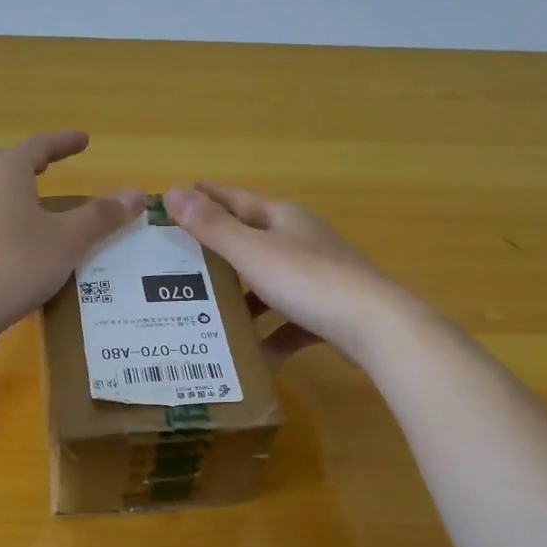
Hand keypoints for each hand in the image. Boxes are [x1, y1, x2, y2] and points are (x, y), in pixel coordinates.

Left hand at [0, 133, 143, 344]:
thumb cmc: (16, 264)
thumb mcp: (68, 240)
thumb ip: (102, 216)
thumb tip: (136, 194)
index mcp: (6, 173)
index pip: (38, 146)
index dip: (64, 142)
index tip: (84, 140)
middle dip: (25, 161)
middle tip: (46, 167)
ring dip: (14, 192)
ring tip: (41, 210)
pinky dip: (6, 221)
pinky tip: (22, 245)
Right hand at [162, 182, 413, 365]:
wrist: (373, 326)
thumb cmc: (307, 280)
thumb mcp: (252, 252)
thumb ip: (212, 226)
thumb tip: (173, 191)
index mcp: (282, 218)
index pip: (235, 198)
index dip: (205, 197)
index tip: (173, 199)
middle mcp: (300, 240)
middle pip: (250, 240)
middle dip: (216, 250)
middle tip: (177, 261)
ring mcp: (316, 276)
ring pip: (267, 283)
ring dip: (240, 298)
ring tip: (205, 312)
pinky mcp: (325, 310)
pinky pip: (288, 320)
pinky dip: (269, 334)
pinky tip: (250, 355)